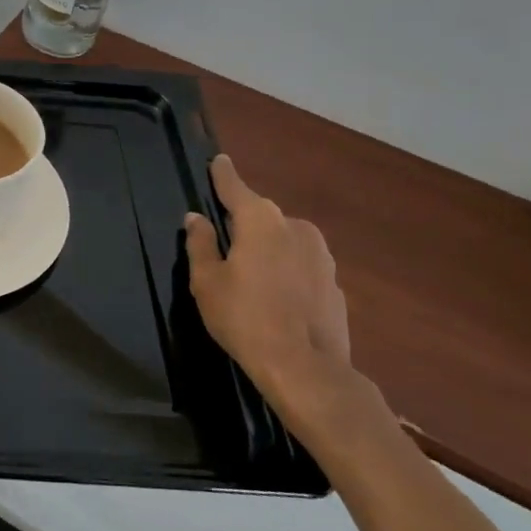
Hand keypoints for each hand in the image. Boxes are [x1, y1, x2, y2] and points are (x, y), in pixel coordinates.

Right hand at [184, 154, 356, 435]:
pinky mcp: (335, 282)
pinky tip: (276, 298)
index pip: (235, 187)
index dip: (223, 174)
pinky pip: (301, 265)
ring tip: (249, 278)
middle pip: (260, 216)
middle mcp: (295, 226)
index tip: (218, 161)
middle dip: (243, 225)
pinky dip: (286, 272)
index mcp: (260, 220)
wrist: (307, 369)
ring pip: (283, 241)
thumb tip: (195, 219)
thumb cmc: (245, 318)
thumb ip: (200, 244)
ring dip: (267, 250)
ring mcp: (321, 255)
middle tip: (223, 247)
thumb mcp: (207, 282)